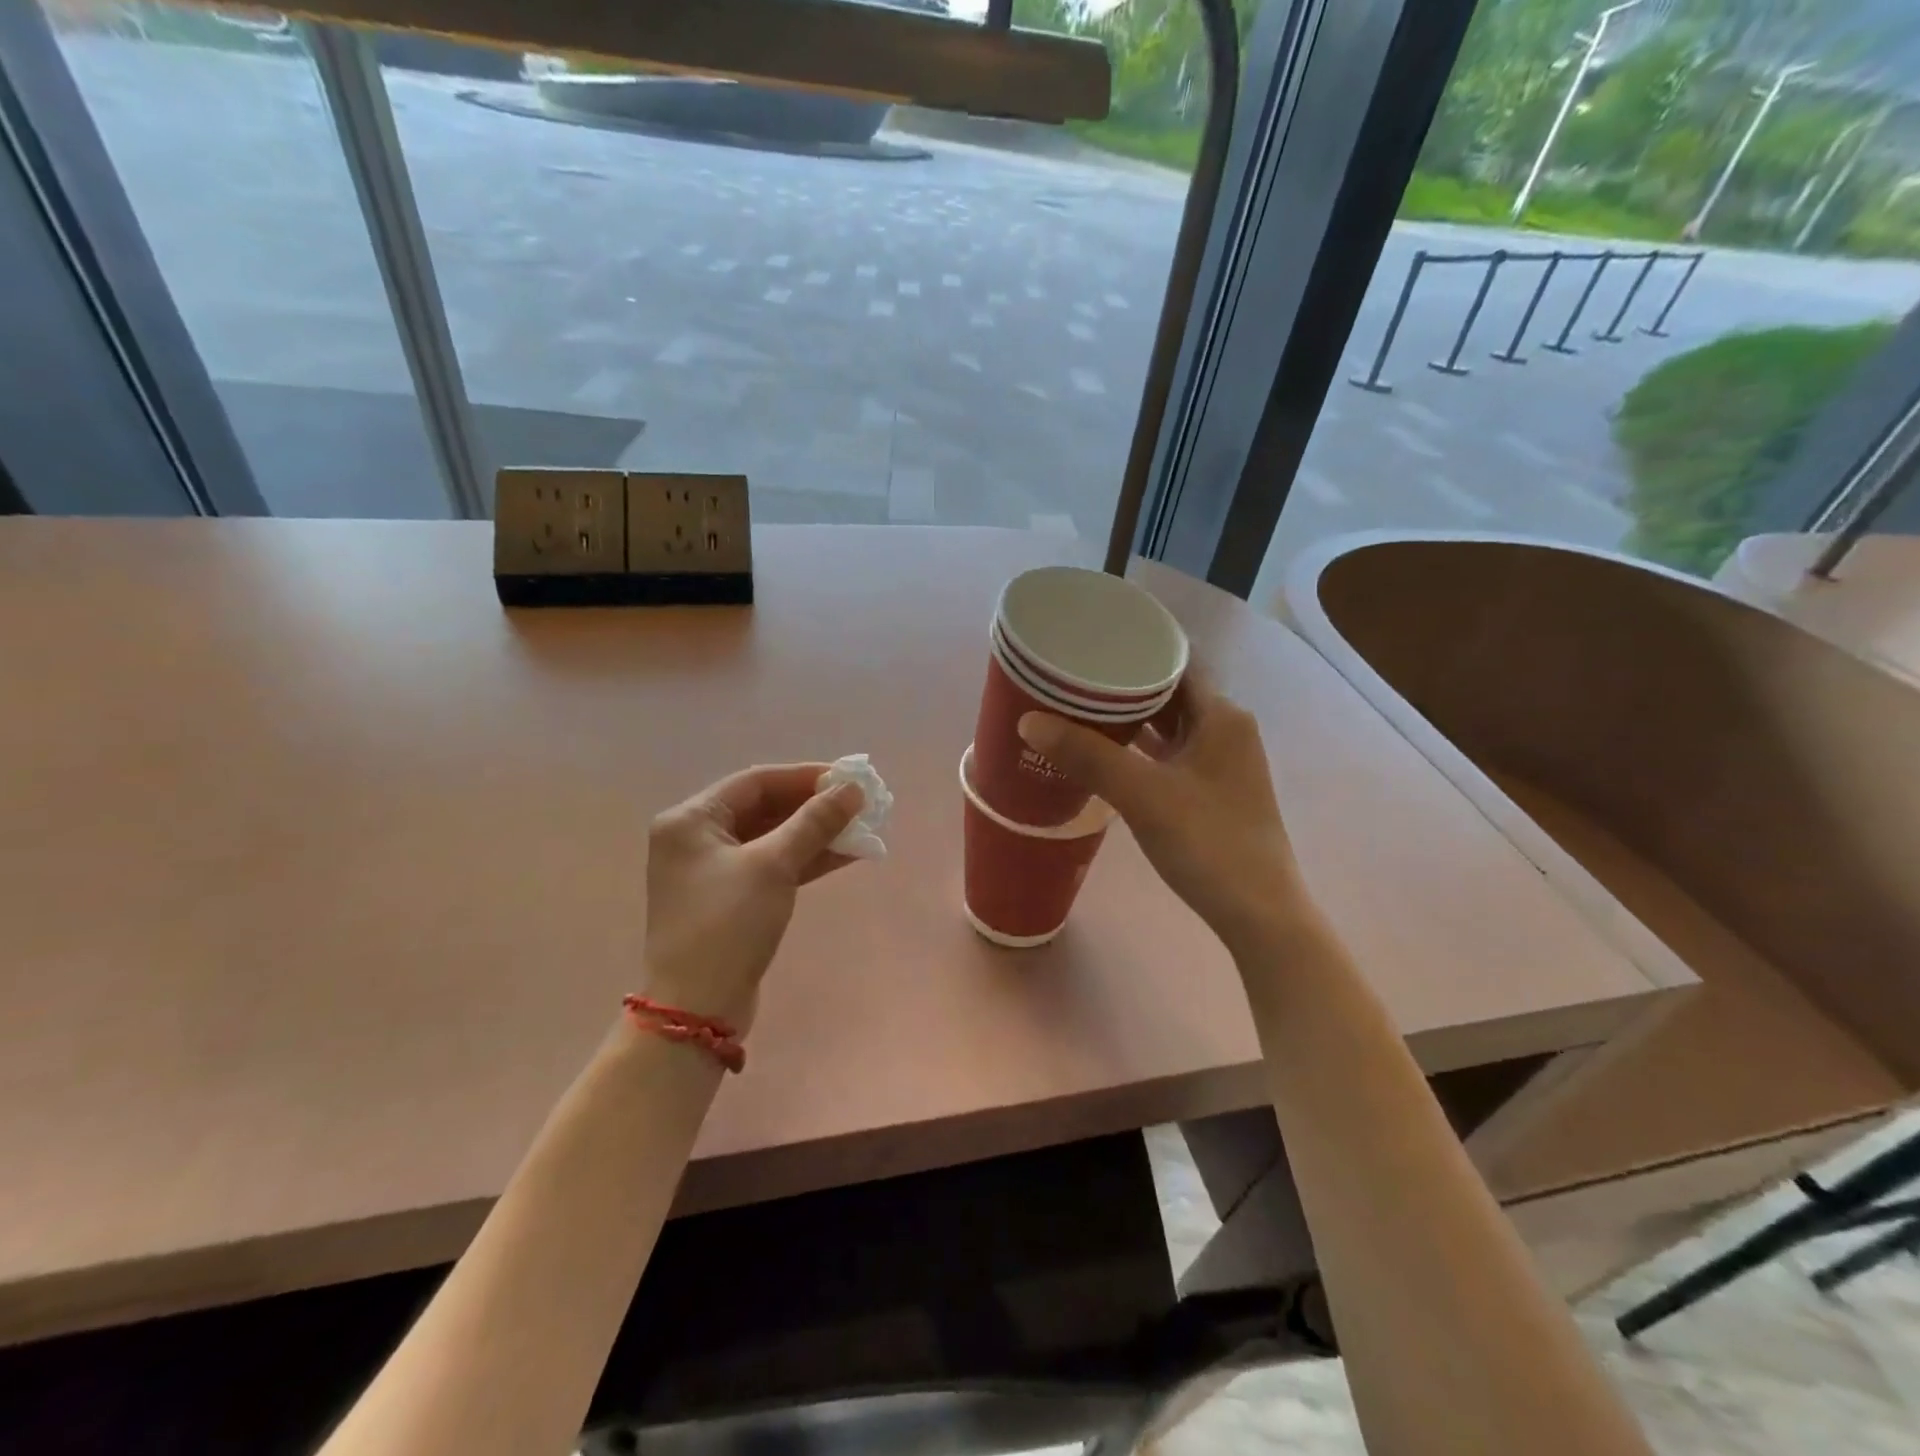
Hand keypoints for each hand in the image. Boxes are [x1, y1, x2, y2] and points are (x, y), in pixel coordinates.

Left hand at [642, 765, 863, 1028]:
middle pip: (764, 808)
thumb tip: (853, 789)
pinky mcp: (731, 898)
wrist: (697, 1009)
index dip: (805, 777)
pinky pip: (773, 865)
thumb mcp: (773, 866)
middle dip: (814, 806)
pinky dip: (806, 859)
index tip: (848, 778)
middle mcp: (696, 838)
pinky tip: (845, 855)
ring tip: (862, 829)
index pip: (755, 781)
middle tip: (859, 804)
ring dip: (815, 833)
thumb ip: (814, 822)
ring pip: (772, 838)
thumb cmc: (728, 924)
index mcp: (691, 820)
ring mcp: (713, 870)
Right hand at [1017, 668, 1311, 956]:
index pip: (1174, 662)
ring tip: (1076, 708)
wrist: (1258, 913)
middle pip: (1168, 692)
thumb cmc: (1209, 843)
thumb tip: (1028, 721)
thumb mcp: (1143, 795)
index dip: (1134, 649)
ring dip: (1128, 719)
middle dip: (1121, 685)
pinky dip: (1137, 749)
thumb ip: (1087, 755)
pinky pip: (1167, 754)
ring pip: (1167, 726)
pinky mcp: (1209, 791)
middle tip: (1070, 676)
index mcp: (1221, 715)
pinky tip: (1102, 753)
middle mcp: (1225, 729)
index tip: (1089, 643)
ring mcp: (1219, 763)